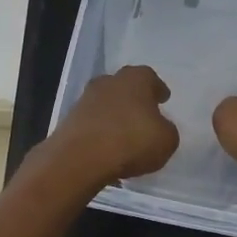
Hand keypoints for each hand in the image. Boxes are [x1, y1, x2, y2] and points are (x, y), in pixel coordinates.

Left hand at [44, 65, 179, 188]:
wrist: (80, 159)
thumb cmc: (131, 142)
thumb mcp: (166, 140)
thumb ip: (166, 130)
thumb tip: (159, 128)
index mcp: (135, 79)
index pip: (149, 77)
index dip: (157, 89)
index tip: (163, 99)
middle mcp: (108, 82)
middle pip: (124, 86)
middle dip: (134, 99)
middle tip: (144, 114)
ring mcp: (85, 100)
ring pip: (106, 103)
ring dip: (115, 115)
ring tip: (125, 134)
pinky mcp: (69, 120)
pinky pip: (92, 122)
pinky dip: (100, 131)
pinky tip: (107, 146)